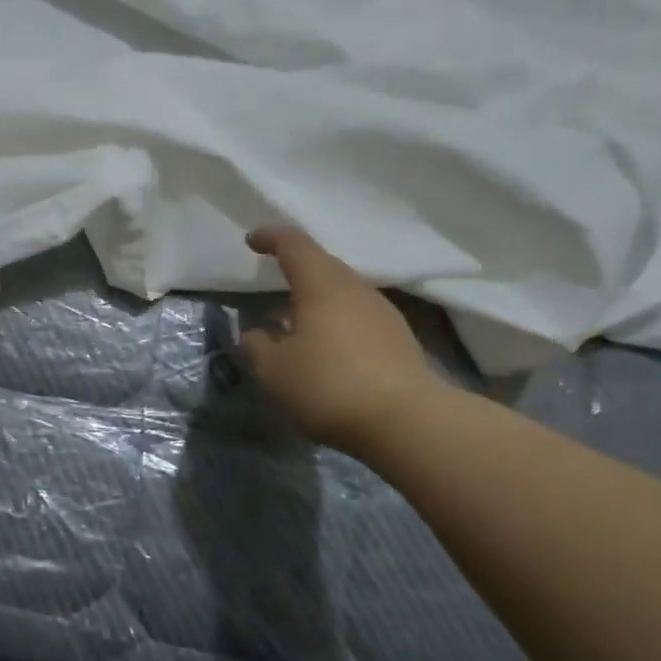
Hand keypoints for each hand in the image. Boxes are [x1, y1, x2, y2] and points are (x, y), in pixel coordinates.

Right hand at [239, 226, 447, 452]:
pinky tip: (327, 345)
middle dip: (295, 267)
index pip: (294, 244)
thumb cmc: (329, 385)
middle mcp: (354, 288)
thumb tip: (256, 332)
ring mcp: (382, 311)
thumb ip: (257, 345)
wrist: (408, 422)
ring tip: (296, 319)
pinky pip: (358, 314)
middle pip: (322, 264)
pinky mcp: (398, 338)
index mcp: (321, 284)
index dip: (270, 237)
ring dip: (317, 297)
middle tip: (273, 279)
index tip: (252, 241)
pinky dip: (336, 319)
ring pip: (342, 290)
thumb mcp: (274, 370)